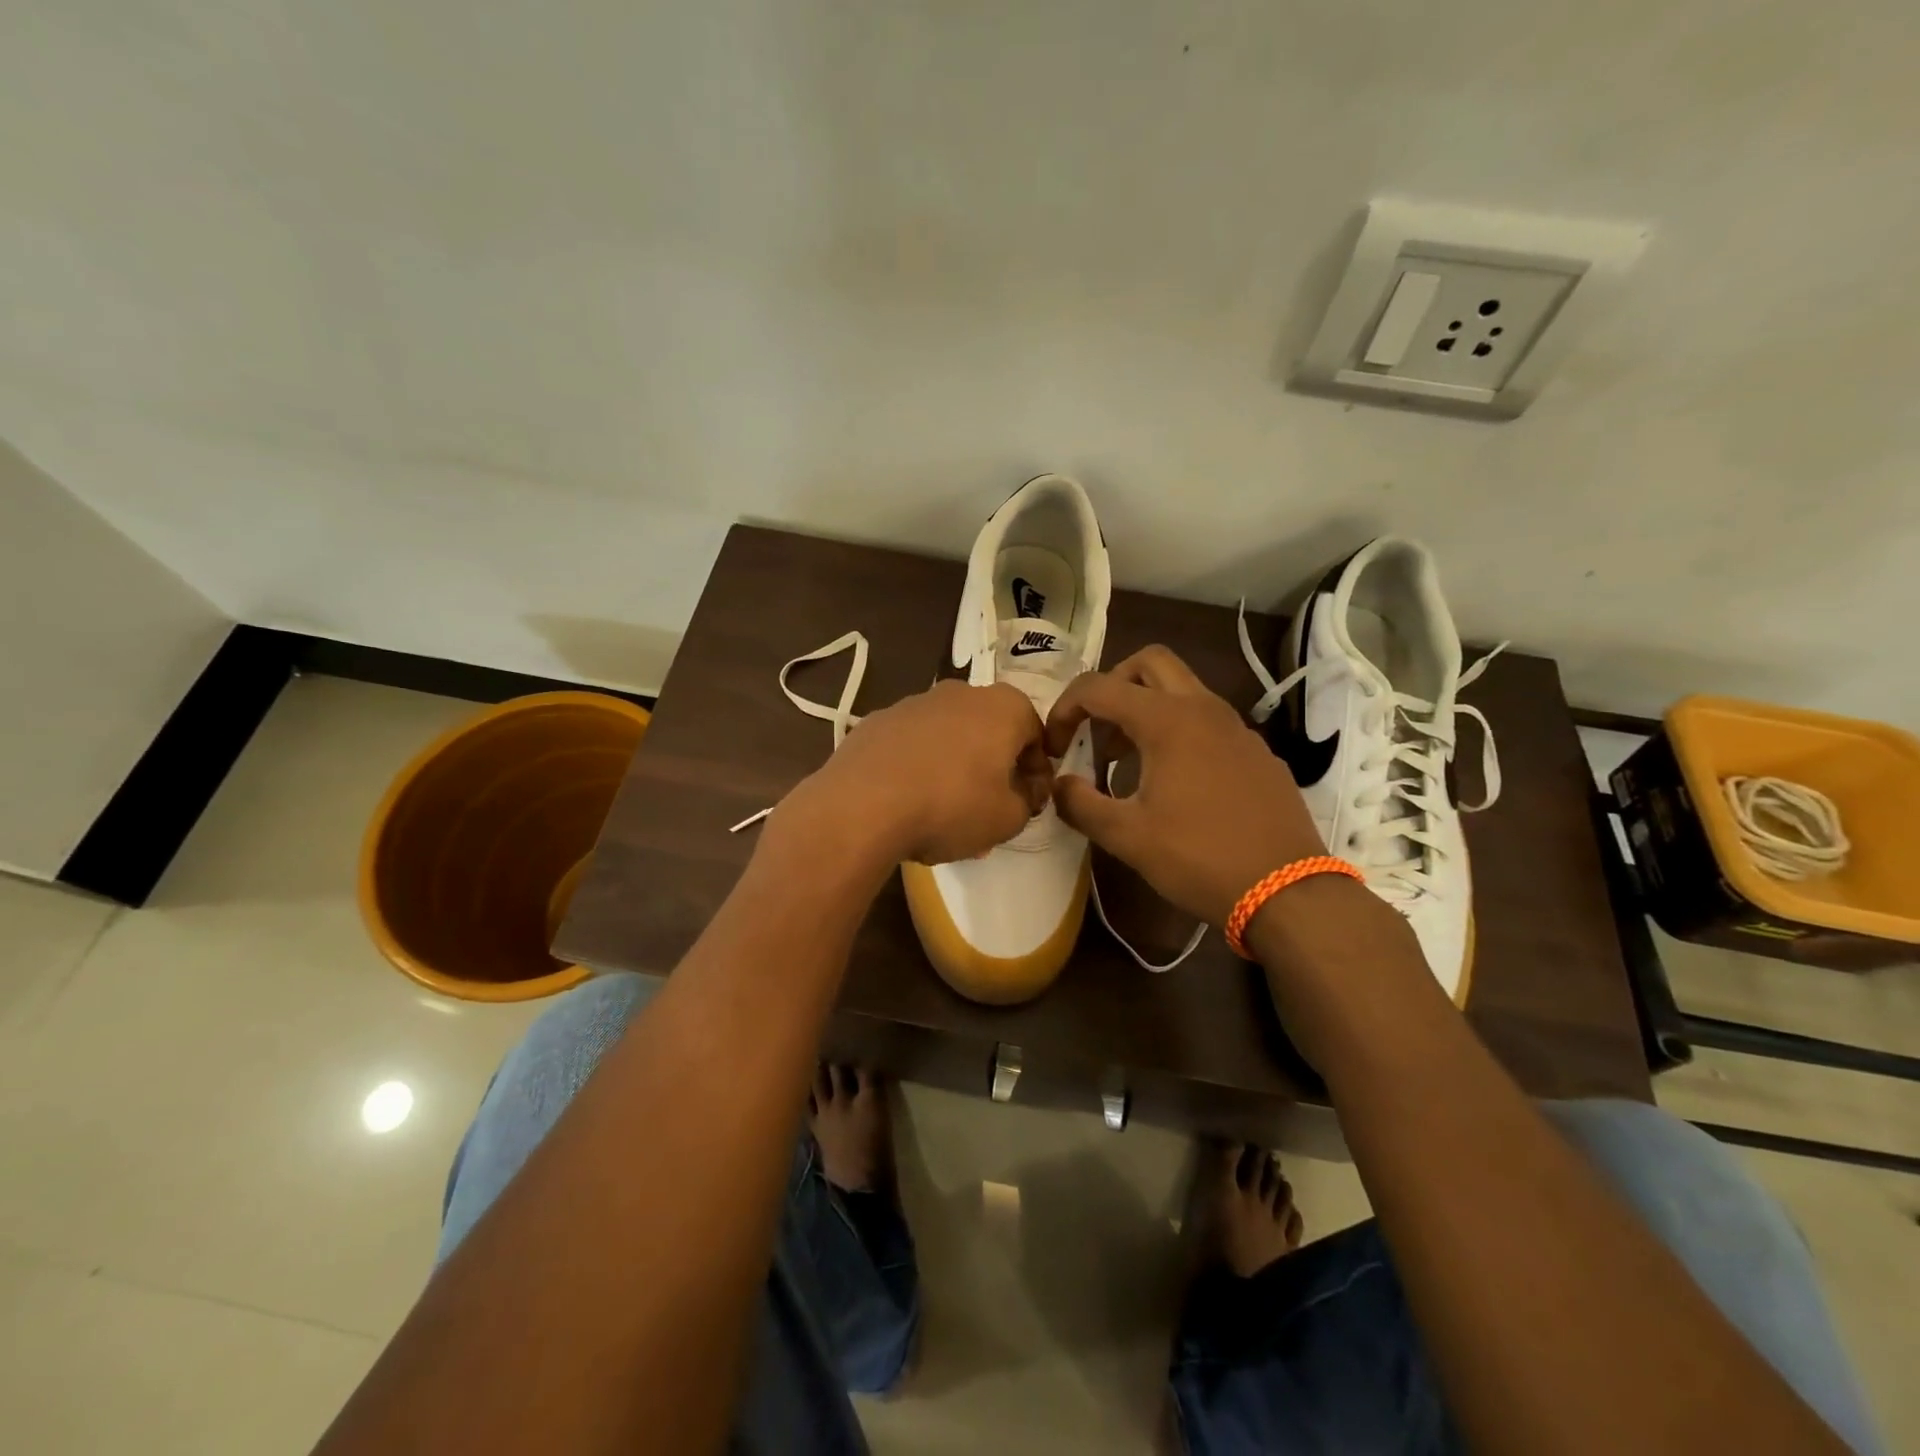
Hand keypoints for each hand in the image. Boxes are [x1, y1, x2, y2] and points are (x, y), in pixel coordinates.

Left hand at [781, 680, 1052, 867]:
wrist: (862, 806)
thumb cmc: (951, 807)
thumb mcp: (1008, 819)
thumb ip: (1027, 802)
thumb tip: (1022, 792)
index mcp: (1003, 707)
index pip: (1036, 734)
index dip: (1037, 770)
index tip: (1029, 801)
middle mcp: (960, 692)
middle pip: (990, 729)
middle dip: (995, 763)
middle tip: (990, 804)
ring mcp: (913, 703)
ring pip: (948, 734)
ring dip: (955, 763)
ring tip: (944, 808)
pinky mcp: (876, 720)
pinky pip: (911, 743)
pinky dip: (917, 764)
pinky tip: (908, 799)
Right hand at [1044, 645, 1325, 924]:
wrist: (1288, 891)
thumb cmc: (1199, 857)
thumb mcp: (1126, 836)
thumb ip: (1080, 803)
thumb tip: (1059, 784)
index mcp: (1167, 720)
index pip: (1099, 687)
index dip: (1065, 709)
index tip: (1056, 747)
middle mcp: (1204, 709)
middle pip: (1149, 663)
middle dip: (1112, 685)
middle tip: (1097, 728)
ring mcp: (1237, 728)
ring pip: (1183, 690)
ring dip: (1146, 708)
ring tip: (1128, 760)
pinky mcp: (1257, 752)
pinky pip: (1208, 722)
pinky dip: (1179, 732)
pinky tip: (1176, 783)